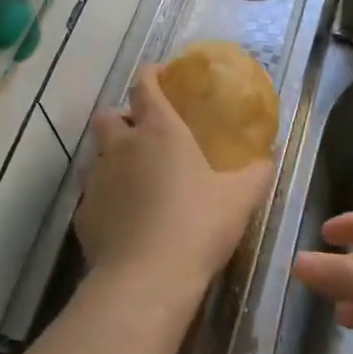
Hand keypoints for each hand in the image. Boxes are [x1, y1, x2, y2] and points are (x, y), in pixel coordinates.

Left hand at [77, 67, 273, 309]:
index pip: (145, 85)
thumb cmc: (198, 225)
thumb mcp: (240, 198)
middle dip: (122, 117)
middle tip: (144, 133)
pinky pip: (92, 194)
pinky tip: (124, 216)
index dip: (152, 74)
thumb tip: (269, 159)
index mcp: (159, 131)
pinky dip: (106, 196)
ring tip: (134, 176)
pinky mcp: (83, 215)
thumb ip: (256, 173)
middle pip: (108, 115)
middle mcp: (121, 147)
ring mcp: (97, 180)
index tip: (162, 75)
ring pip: (95, 155)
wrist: (146, 279)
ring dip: (111, 157)